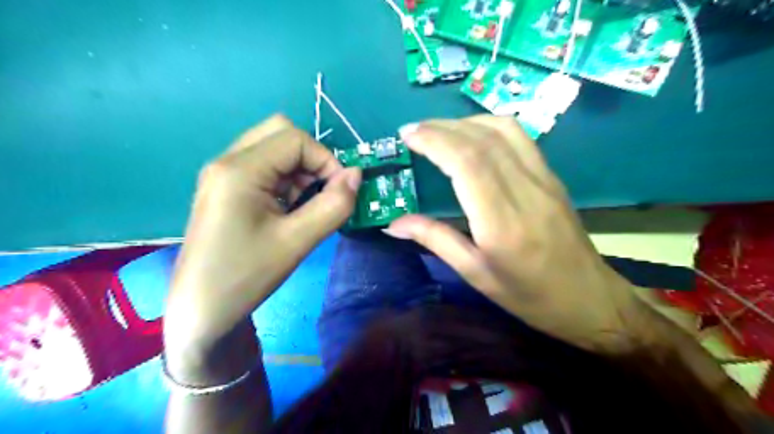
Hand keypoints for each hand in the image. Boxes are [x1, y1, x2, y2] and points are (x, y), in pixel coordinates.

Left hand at [165, 113, 361, 368]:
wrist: (201, 310)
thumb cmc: (245, 276)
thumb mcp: (297, 241)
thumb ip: (333, 205)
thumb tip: (357, 175)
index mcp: (239, 169)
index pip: (296, 139)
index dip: (326, 160)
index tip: (339, 192)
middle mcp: (227, 161)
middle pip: (280, 133)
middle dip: (311, 159)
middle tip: (320, 192)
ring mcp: (223, 174)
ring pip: (273, 149)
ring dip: (299, 170)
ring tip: (304, 207)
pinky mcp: (226, 189)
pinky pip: (264, 167)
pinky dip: (286, 180)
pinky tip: (287, 211)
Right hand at [386, 116, 648, 351]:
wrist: (589, 298)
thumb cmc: (528, 296)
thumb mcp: (475, 274)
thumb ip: (435, 239)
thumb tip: (393, 223)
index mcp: (502, 222)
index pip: (467, 163)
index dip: (434, 140)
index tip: (407, 135)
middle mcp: (525, 191)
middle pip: (481, 140)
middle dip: (441, 127)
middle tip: (412, 129)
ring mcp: (543, 179)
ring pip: (502, 130)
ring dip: (464, 122)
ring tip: (436, 129)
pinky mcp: (552, 176)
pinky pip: (520, 137)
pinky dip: (489, 125)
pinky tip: (471, 134)